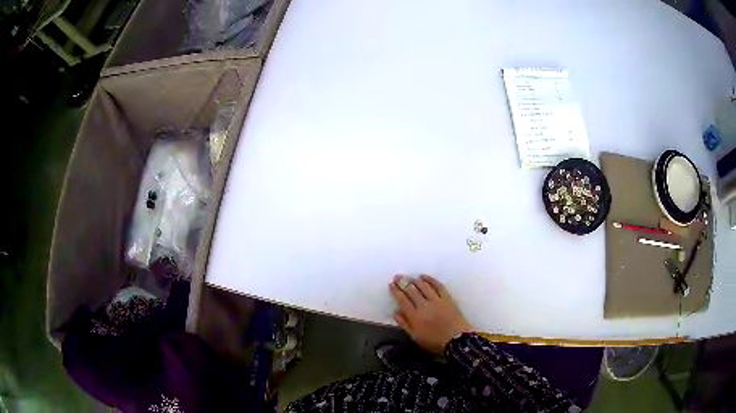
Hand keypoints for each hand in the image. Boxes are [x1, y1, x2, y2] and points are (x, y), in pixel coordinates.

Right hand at [389, 274, 473, 353]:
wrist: (457, 339)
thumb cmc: (434, 341)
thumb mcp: (416, 337)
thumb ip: (405, 324)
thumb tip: (395, 312)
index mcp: (415, 316)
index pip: (402, 300)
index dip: (396, 291)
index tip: (391, 284)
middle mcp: (424, 306)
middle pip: (411, 291)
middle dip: (403, 282)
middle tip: (398, 277)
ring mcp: (436, 300)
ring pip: (424, 286)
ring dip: (415, 280)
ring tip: (409, 277)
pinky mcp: (447, 298)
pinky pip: (438, 286)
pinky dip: (430, 280)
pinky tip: (425, 277)